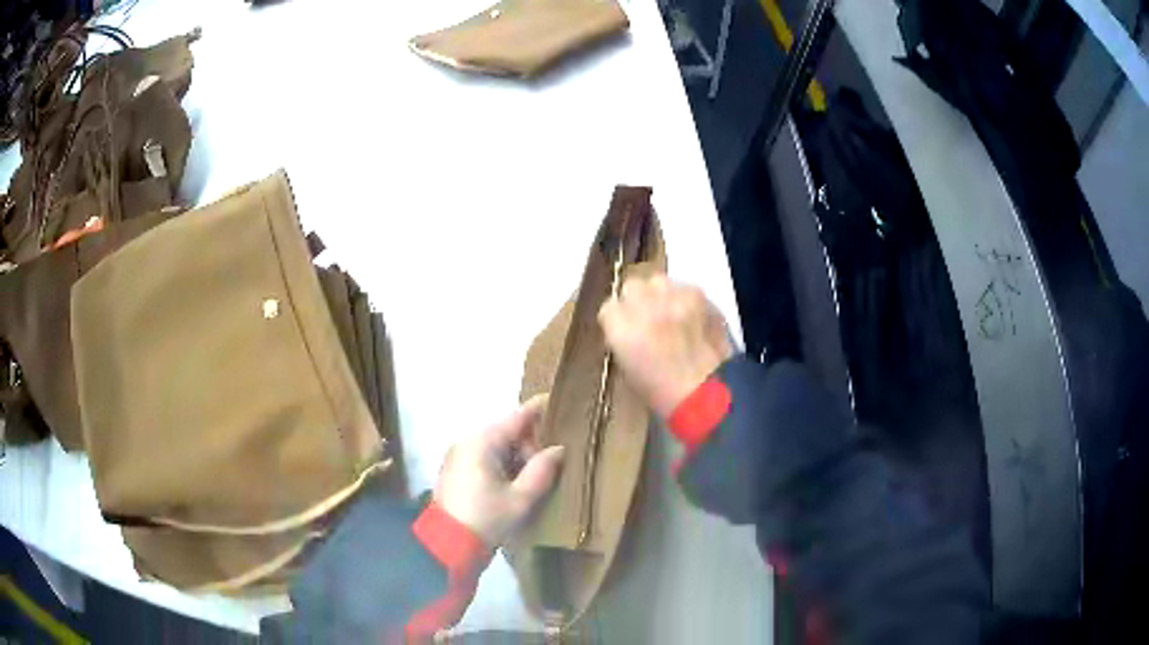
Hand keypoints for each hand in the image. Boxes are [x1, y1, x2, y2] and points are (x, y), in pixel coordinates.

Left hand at [434, 396, 564, 546]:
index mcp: (483, 442)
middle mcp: (468, 441)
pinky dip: (503, 465)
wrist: (447, 544)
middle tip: (550, 466)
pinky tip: (515, 485)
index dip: (540, 409)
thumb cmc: (487, 519)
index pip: (518, 417)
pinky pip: (485, 458)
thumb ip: (542, 470)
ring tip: (534, 479)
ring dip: (517, 458)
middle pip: (508, 432)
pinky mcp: (456, 470)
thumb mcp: (520, 498)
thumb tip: (559, 449)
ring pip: (497, 446)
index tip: (560, 401)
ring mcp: (459, 455)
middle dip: (531, 445)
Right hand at [598, 274, 732, 418]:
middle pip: (632, 286)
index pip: (608, 307)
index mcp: (621, 329)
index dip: (618, 318)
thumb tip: (625, 325)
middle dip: (637, 300)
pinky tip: (691, 316)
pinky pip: (685, 288)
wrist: (705, 392)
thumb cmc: (660, 391)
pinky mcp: (697, 295)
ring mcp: (672, 297)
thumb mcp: (626, 367)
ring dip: (661, 295)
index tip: (625, 329)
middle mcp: (643, 306)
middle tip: (647, 317)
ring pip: (658, 281)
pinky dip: (685, 299)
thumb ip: (621, 338)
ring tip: (671, 313)